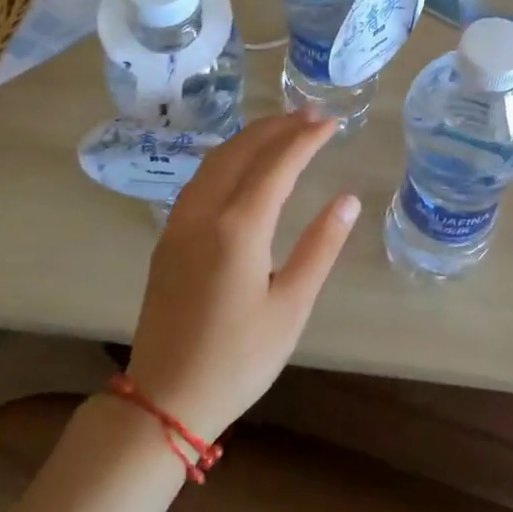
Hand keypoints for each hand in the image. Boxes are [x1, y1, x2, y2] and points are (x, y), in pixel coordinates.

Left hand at [125, 112, 359, 441]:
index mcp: (238, 228)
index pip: (278, 164)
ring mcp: (179, 224)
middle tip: (312, 114)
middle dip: (278, 127)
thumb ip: (320, 247)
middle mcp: (204, 213)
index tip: (333, 122)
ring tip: (282, 128)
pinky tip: (242, 165)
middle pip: (242, 150)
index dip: (307, 139)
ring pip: (215, 161)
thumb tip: (347, 200)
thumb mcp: (291, 307)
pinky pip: (200, 180)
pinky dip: (228, 158)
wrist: (165, 397)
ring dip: (250, 138)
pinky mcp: (168, 239)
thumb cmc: (239, 358)